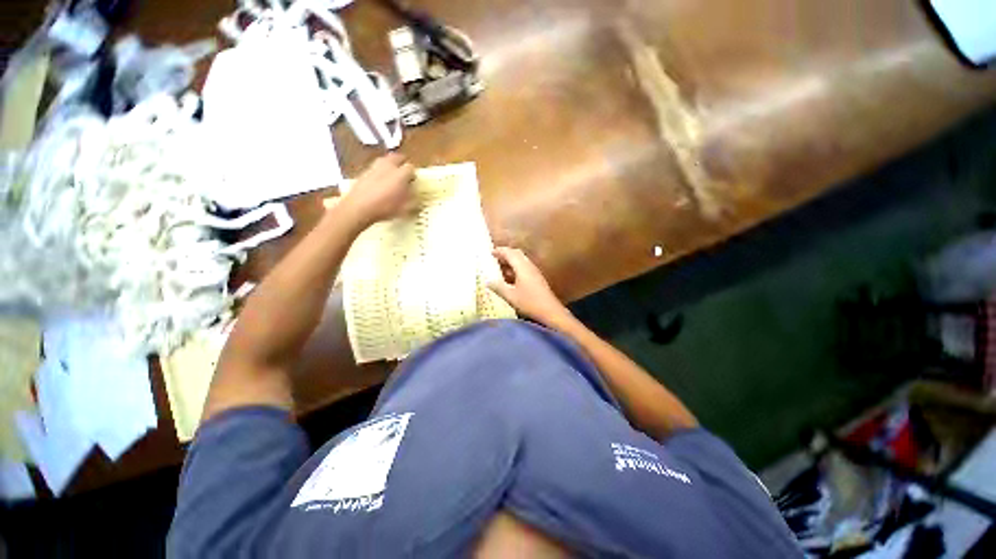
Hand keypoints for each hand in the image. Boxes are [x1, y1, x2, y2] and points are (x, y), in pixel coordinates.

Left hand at [340, 153, 416, 226]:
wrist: (359, 207)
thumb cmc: (385, 208)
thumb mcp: (405, 208)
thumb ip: (413, 200)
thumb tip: (415, 196)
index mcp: (401, 174)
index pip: (411, 168)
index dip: (413, 174)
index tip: (413, 181)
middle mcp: (388, 166)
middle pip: (397, 157)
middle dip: (402, 162)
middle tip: (404, 171)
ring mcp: (374, 167)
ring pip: (385, 160)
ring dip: (390, 165)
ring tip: (392, 174)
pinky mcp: (364, 172)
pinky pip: (375, 168)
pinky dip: (379, 172)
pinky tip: (379, 182)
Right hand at [488, 247, 571, 325]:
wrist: (551, 311)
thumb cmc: (530, 302)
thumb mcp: (511, 296)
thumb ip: (498, 287)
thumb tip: (487, 281)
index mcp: (522, 267)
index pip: (510, 253)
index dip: (500, 251)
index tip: (490, 253)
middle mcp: (529, 266)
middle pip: (517, 254)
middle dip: (505, 253)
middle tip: (495, 257)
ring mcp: (534, 272)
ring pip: (521, 260)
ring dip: (511, 261)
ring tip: (500, 267)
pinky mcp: (537, 278)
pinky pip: (524, 267)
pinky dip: (516, 267)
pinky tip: (510, 277)